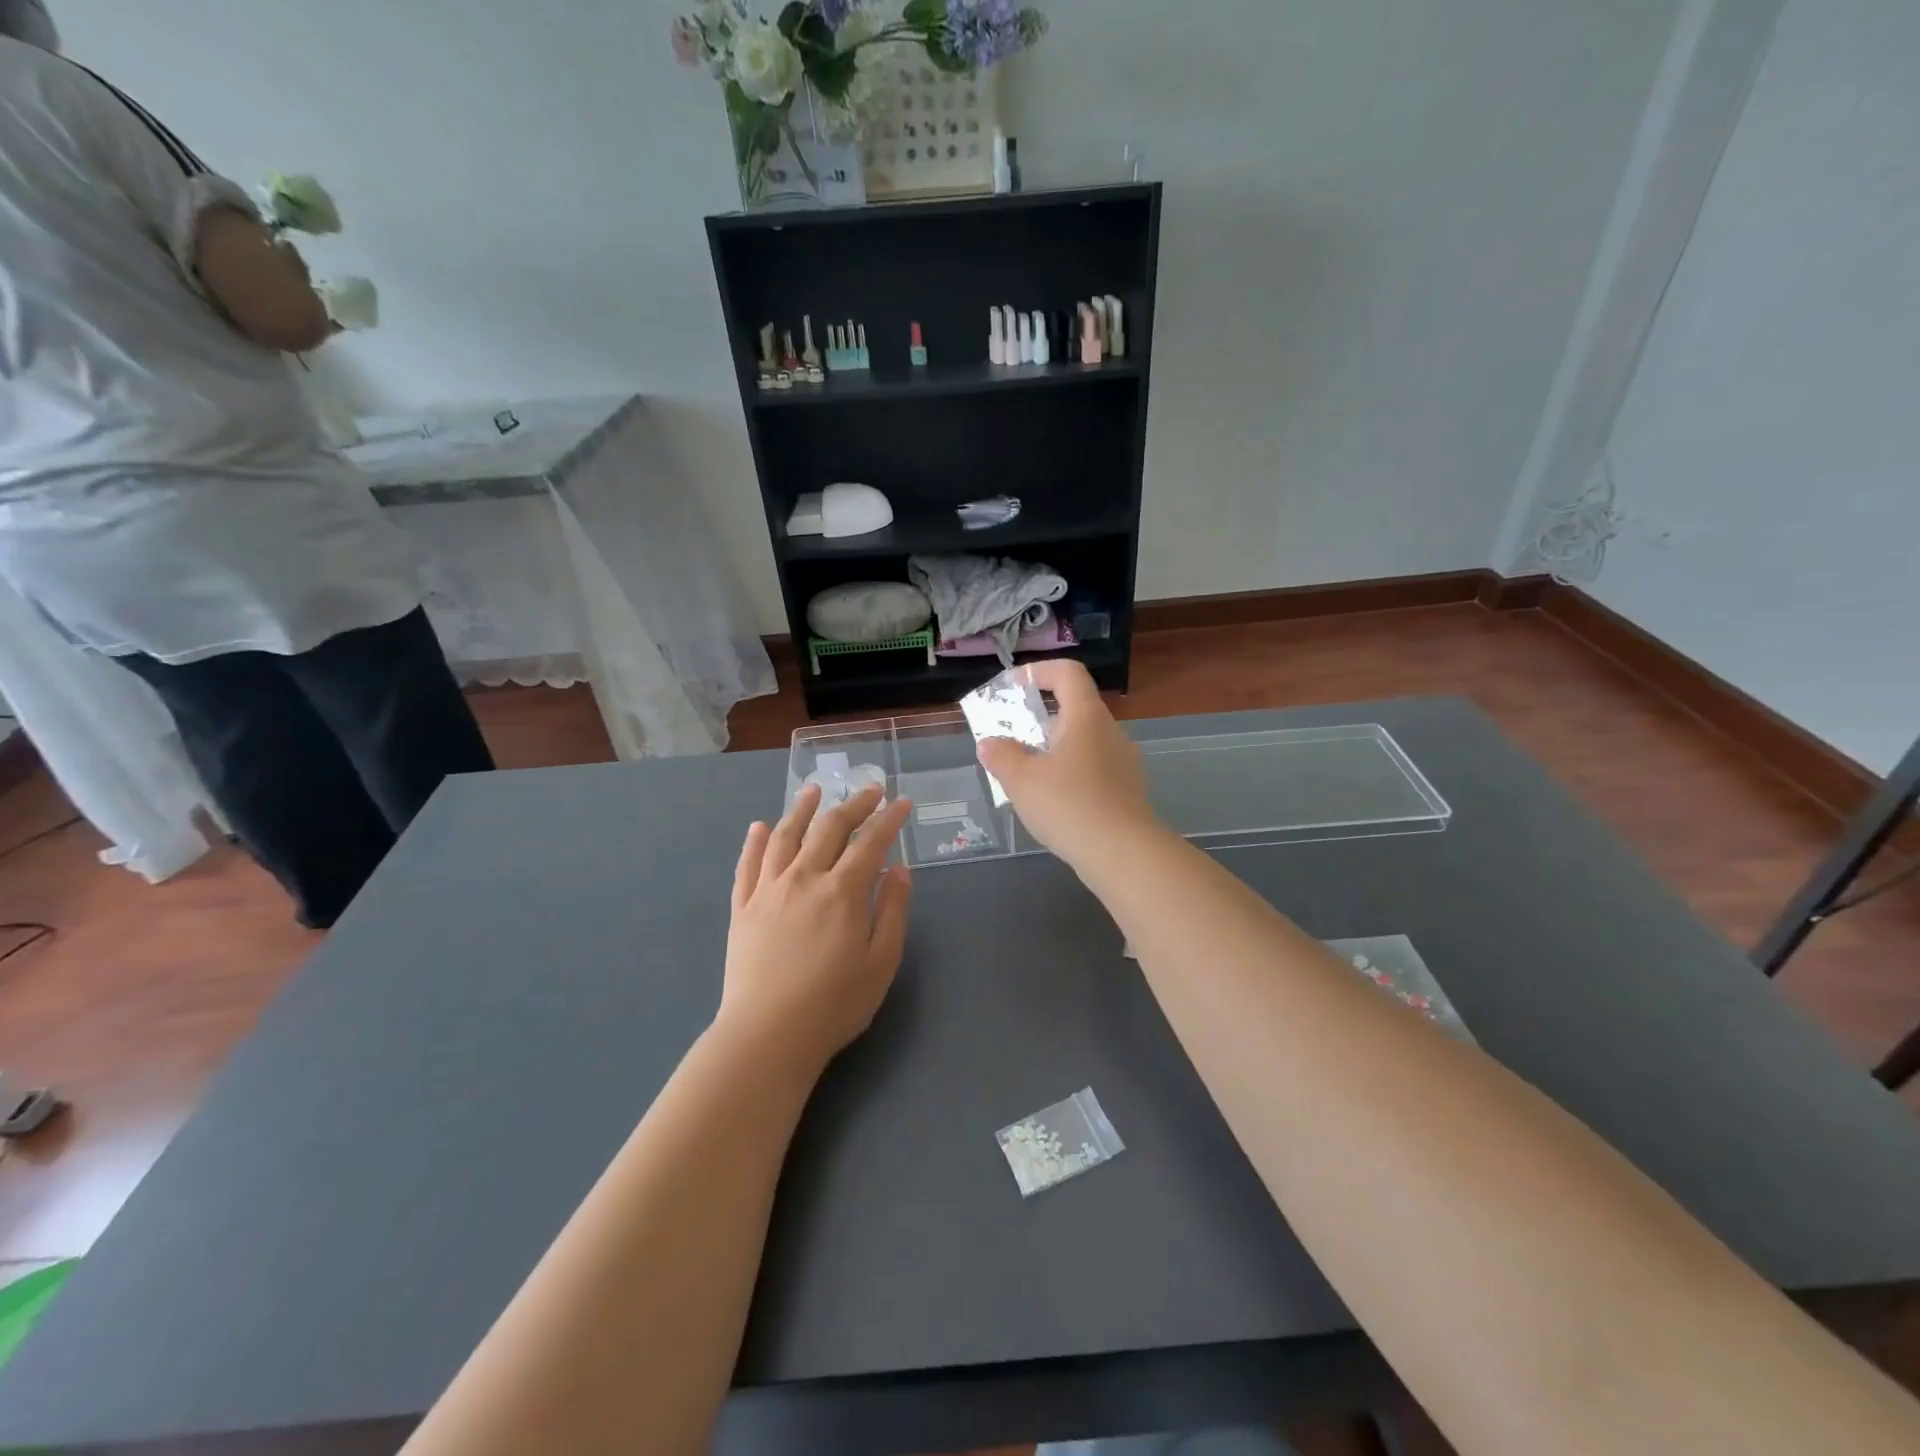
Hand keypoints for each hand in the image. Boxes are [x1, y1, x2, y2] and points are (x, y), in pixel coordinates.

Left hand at [721, 783, 912, 1073]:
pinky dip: (755, 841)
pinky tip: (761, 827)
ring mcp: (768, 890)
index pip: (871, 841)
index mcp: (842, 891)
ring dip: (802, 808)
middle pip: (830, 828)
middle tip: (869, 790)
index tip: (902, 802)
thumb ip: (893, 911)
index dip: (889, 818)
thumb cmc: (834, 1004)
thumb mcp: (882, 962)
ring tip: (813, 790)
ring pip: (786, 835)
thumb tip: (898, 869)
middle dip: (853, 804)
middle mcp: (804, 878)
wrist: (767, 1035)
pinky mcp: (742, 908)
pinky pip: (748, 865)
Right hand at [976, 660, 1158, 872]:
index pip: (1068, 673)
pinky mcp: (1126, 790)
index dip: (1039, 671)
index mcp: (1086, 716)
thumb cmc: (1069, 804)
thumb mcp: (1021, 779)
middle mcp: (1110, 731)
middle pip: (1075, 708)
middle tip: (1011, 736)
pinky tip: (1051, 801)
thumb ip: (1001, 755)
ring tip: (1025, 773)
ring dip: (1053, 749)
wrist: (1123, 854)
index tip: (1013, 686)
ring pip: (1083, 742)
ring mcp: (1123, 762)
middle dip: (1040, 718)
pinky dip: (1069, 773)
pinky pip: (1092, 769)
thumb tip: (990, 743)